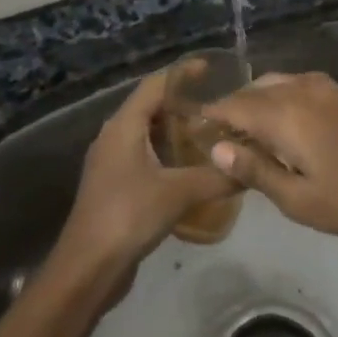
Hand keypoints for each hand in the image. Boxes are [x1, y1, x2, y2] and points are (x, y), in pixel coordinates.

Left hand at [51, 63, 239, 282]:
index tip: (211, 69)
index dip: (182, 74)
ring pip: (146, 132)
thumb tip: (250, 168)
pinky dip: (166, 153)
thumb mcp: (177, 193)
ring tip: (209, 134)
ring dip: (174, 130)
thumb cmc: (128, 216)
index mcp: (124, 125)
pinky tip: (189, 168)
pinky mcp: (114, 184)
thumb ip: (216, 177)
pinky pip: (144, 155)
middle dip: (182, 103)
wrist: (87, 267)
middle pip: (150, 106)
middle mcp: (114, 135)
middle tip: (217, 106)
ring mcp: (111, 161)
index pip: (155, 85)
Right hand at [202, 72, 337, 246]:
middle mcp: (302, 88)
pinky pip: (298, 85)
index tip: (192, 128)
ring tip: (249, 134)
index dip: (211, 115)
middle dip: (233, 108)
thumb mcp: (300, 201)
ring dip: (257, 102)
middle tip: (219, 137)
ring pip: (276, 83)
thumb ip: (255, 171)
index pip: (235, 105)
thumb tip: (216, 148)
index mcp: (287, 114)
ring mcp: (326, 86)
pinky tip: (284, 127)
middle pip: (254, 89)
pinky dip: (280, 98)